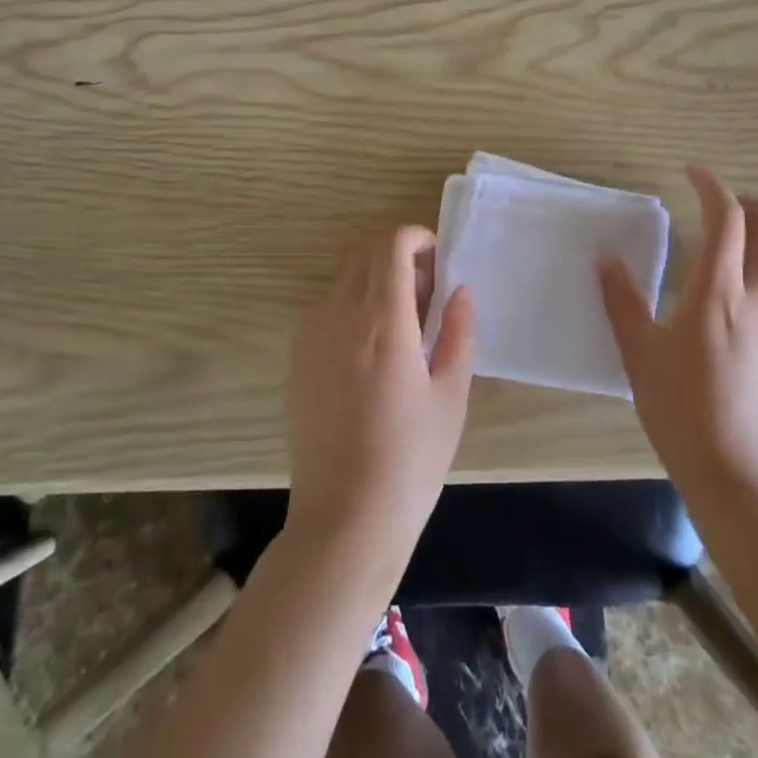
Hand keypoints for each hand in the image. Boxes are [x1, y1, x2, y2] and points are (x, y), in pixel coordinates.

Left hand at [285, 227, 475, 580]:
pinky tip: (369, 352)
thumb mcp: (451, 396)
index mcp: (383, 321)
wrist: (344, 520)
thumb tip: (461, 289)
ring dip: (373, 280)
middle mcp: (339, 316)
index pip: (391, 244)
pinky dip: (350, 306)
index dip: (416, 237)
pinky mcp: (296, 359)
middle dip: (397, 256)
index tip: (437, 261)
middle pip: (364, 252)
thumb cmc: (410, 460)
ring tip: (399, 326)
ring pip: (343, 278)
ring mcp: (310, 336)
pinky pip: (324, 308)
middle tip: (424, 295)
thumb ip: (458, 332)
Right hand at [600, 166, 757, 504]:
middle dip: (750, 204)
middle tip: (719, 209)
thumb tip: (605, 259)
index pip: (728, 218)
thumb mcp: (639, 353)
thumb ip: (621, 300)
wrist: (736, 472)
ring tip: (744, 237)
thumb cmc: (679, 409)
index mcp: (717, 292)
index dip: (712, 186)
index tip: (692, 174)